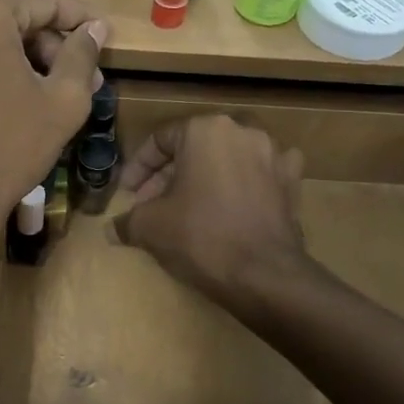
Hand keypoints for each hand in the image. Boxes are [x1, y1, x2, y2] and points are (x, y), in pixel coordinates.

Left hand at [0, 0, 107, 254]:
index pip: (43, 0)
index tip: (102, 39)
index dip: (79, 18)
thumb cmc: (10, 148)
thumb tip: (94, 29)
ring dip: (14, 62)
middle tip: (80, 80)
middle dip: (47, 47)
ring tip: (42, 97)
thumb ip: (82, 55)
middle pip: (7, 20)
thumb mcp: (63, 102)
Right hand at [114, 115, 307, 300]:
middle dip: (170, 175)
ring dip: (206, 177)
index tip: (128, 195)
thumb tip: (110, 230)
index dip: (138, 169)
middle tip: (153, 204)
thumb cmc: (200, 237)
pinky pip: (260, 174)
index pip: (160, 140)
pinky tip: (235, 202)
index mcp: (205, 129)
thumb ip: (127, 221)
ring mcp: (273, 153)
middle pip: (195, 147)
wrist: (264, 273)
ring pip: (228, 158)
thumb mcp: (149, 227)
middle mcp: (242, 130)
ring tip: (190, 205)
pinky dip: (245, 184)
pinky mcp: (292, 180)